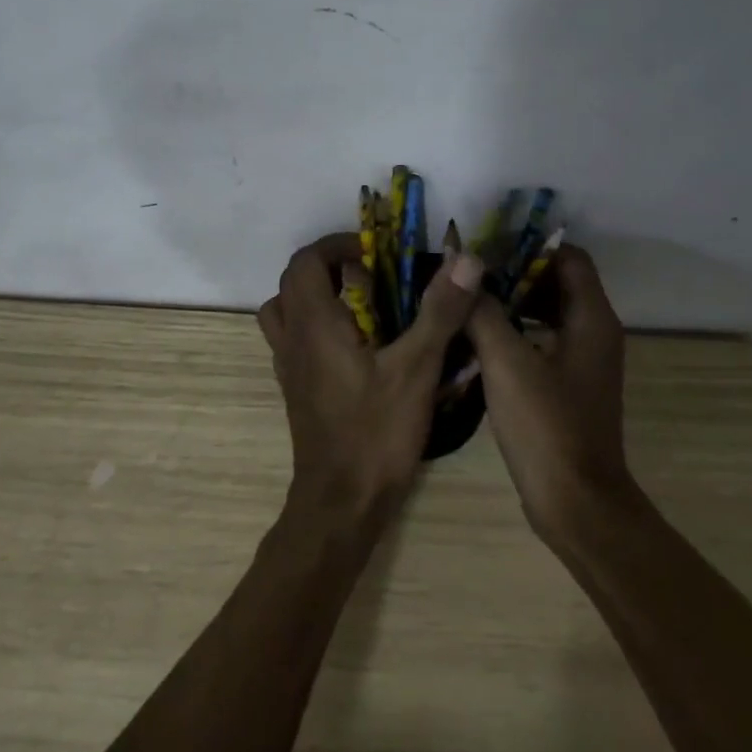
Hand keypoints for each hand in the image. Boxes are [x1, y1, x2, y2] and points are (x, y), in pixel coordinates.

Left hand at [258, 234, 483, 531]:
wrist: (339, 506)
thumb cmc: (375, 433)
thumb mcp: (416, 369)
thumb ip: (439, 311)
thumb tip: (465, 259)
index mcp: (314, 323)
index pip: (306, 261)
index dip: (337, 245)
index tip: (374, 252)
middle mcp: (292, 339)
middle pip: (294, 282)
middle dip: (330, 266)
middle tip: (372, 273)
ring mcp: (289, 367)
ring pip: (286, 311)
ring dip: (317, 295)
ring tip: (360, 303)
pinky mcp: (296, 390)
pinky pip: (295, 340)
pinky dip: (317, 326)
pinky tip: (357, 346)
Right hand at [464, 246, 631, 543]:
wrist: (575, 504)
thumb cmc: (546, 426)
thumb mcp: (506, 362)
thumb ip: (484, 311)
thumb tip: (464, 269)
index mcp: (592, 318)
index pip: (569, 257)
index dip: (530, 245)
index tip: (488, 245)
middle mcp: (596, 332)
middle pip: (558, 282)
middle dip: (515, 272)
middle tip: (471, 272)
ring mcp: (584, 361)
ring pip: (550, 312)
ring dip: (514, 302)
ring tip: (469, 300)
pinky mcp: (570, 386)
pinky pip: (545, 340)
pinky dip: (518, 331)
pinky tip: (480, 339)